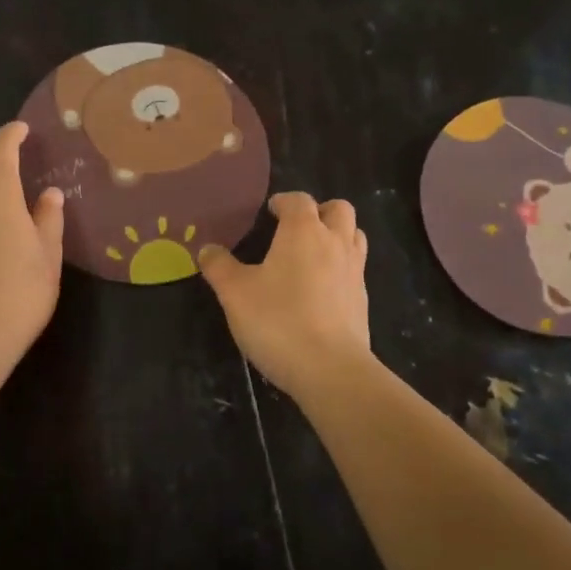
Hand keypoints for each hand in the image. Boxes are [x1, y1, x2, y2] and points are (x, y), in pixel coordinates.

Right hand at [199, 192, 371, 398]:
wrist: (331, 369)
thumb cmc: (278, 321)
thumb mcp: (235, 293)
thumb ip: (219, 267)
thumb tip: (207, 249)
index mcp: (303, 232)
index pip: (299, 200)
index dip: (284, 202)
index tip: (270, 212)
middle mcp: (335, 243)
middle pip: (339, 209)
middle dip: (319, 211)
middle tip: (296, 229)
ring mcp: (355, 272)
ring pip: (354, 236)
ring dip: (336, 236)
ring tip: (312, 254)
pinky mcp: (363, 300)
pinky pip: (355, 269)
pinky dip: (341, 268)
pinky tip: (320, 290)